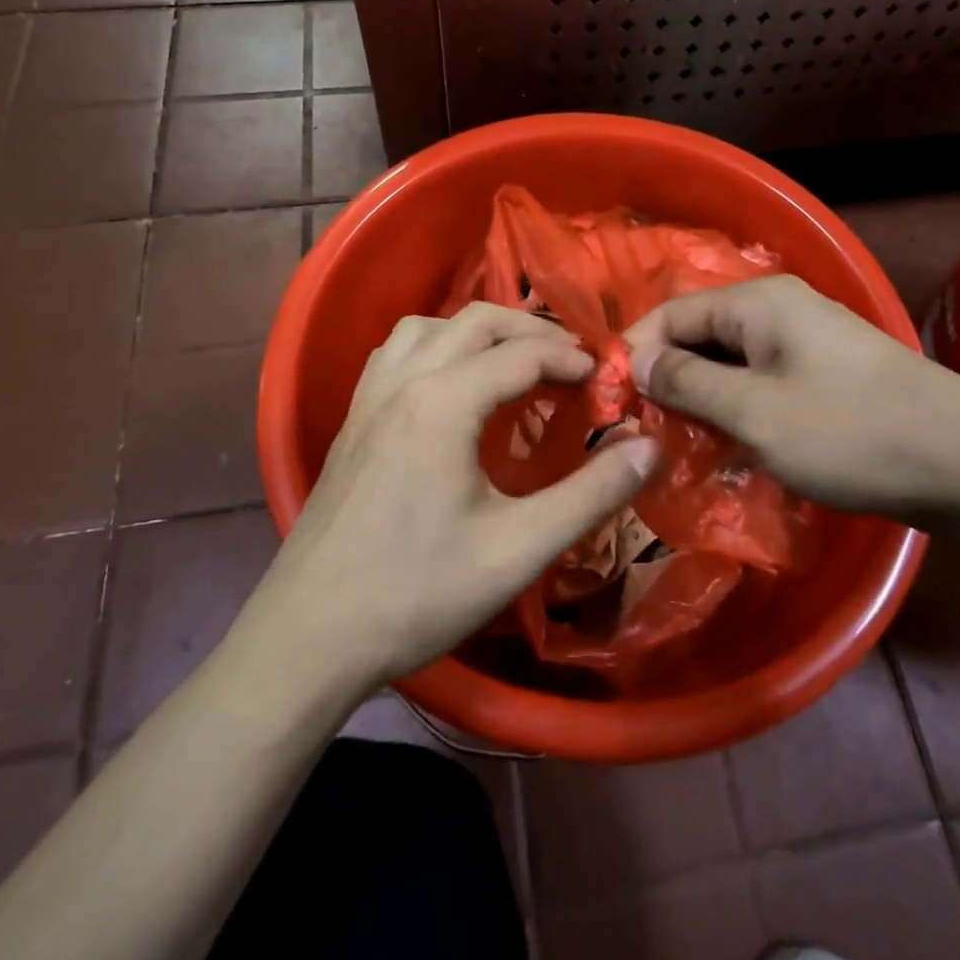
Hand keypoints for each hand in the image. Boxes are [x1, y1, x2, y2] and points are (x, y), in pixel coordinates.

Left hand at [253, 303, 659, 688]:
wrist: (309, 638)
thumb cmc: (418, 593)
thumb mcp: (519, 548)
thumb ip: (592, 494)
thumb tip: (650, 446)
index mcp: (443, 402)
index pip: (522, 354)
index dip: (571, 359)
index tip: (605, 380)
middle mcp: (403, 382)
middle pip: (476, 321)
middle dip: (531, 331)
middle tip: (571, 363)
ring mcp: (369, 399)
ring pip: (428, 326)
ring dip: (478, 330)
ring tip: (512, 362)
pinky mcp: (351, 421)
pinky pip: (396, 353)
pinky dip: (435, 346)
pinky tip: (448, 385)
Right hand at [622, 275, 959, 518]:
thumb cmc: (850, 431)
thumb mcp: (754, 412)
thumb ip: (686, 383)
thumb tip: (635, 362)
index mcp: (758, 303)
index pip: (672, 313)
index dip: (636, 351)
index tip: (613, 401)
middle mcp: (780, 309)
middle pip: (701, 334)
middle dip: (668, 378)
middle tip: (646, 429)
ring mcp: (807, 341)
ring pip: (731, 361)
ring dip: (703, 397)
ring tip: (682, 442)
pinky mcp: (826, 373)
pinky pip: (762, 380)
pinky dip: (738, 407)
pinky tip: (730, 444)